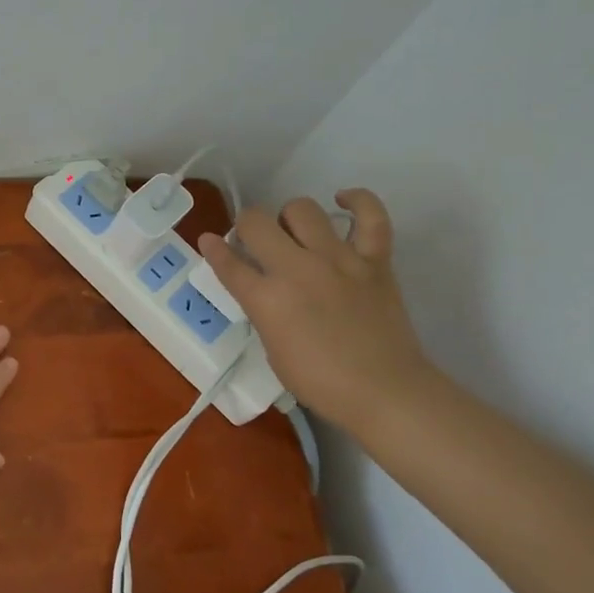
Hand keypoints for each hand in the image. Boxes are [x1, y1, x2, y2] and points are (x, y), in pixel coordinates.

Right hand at [199, 189, 435, 430]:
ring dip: (290, 217)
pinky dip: (358, 201)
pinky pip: (370, 217)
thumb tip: (264, 290)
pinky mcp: (374, 260)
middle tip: (256, 242)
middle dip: (247, 226)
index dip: (213, 249)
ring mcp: (338, 260)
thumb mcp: (274, 351)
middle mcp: (297, 270)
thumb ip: (264, 312)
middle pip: (257, 223)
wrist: (385, 392)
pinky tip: (342, 200)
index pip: (228, 263)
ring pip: (303, 209)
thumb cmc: (322, 383)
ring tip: (295, 232)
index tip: (209, 241)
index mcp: (267, 299)